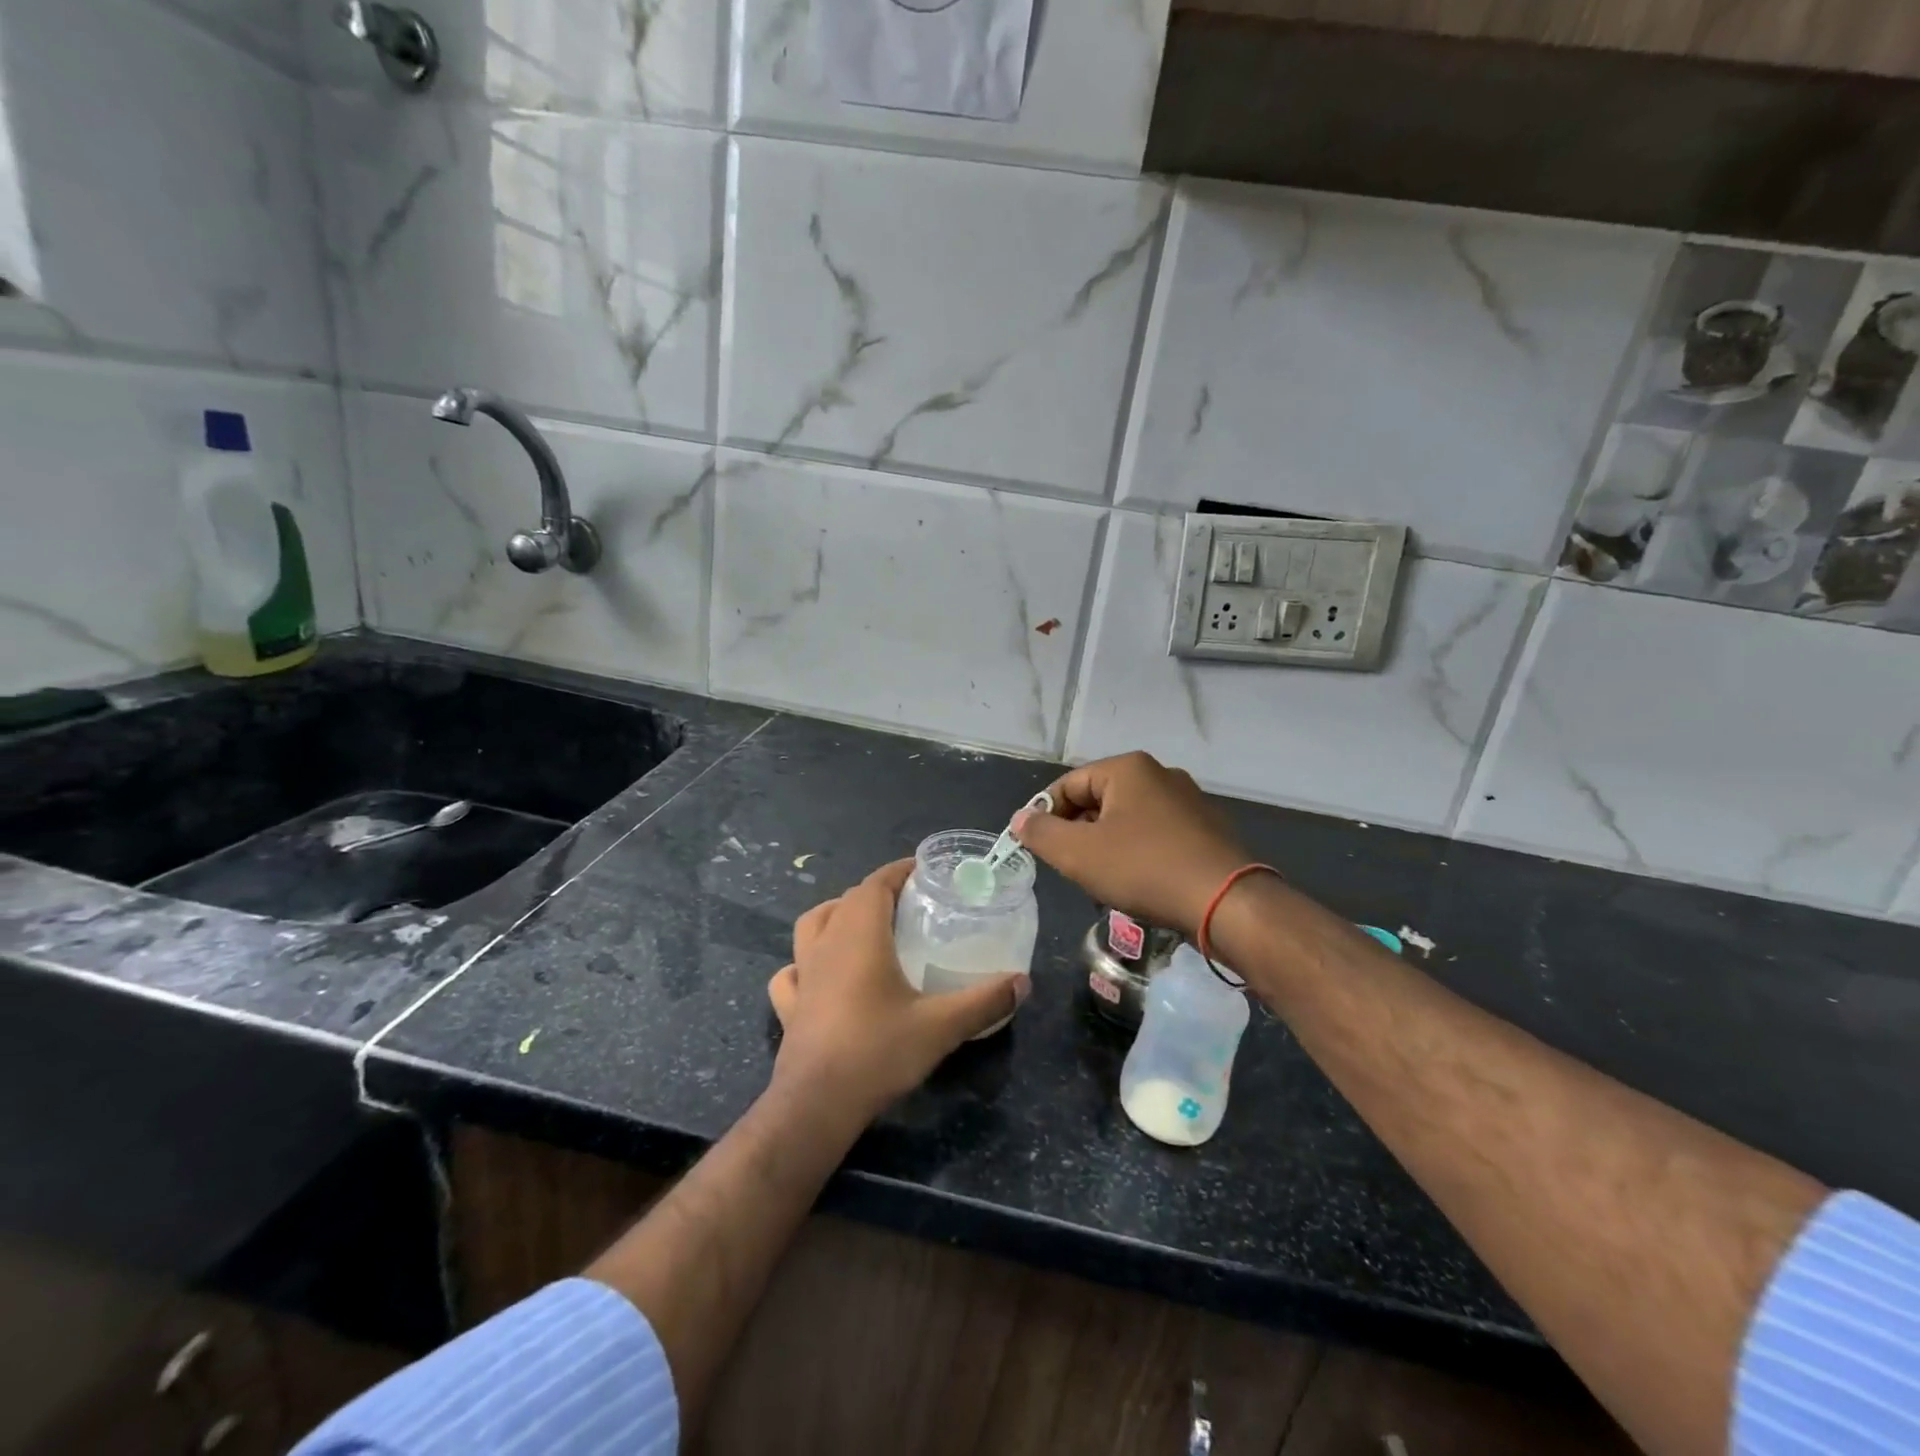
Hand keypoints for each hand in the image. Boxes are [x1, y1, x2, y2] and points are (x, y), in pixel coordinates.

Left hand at [767, 859, 1028, 1119]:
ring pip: (812, 925)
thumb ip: (985, 1001)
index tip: (923, 871)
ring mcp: (802, 974)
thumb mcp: (941, 1026)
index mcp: (860, 935)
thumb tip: (1023, 982)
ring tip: (862, 928)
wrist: (817, 1105)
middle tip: (909, 904)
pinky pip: (791, 971)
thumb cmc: (878, 1052)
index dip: (899, 871)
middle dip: (877, 892)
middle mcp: (827, 944)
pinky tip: (819, 976)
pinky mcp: (789, 1005)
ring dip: (836, 915)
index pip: (876, 883)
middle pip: (848, 899)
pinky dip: (804, 963)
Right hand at [1014, 752, 1248, 937]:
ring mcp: (1189, 801)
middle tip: (1068, 867)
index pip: (1069, 784)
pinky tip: (1137, 884)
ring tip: (1100, 881)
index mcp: (1129, 768)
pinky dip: (1137, 854)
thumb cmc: (1144, 869)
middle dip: (1078, 833)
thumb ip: (1041, 833)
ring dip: (1106, 846)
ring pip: (1128, 820)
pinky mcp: (1207, 829)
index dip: (1045, 814)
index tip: (1035, 847)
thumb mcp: (1078, 854)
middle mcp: (1160, 775)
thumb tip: (1021, 818)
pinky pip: (1156, 835)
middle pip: (1099, 800)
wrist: (1226, 902)